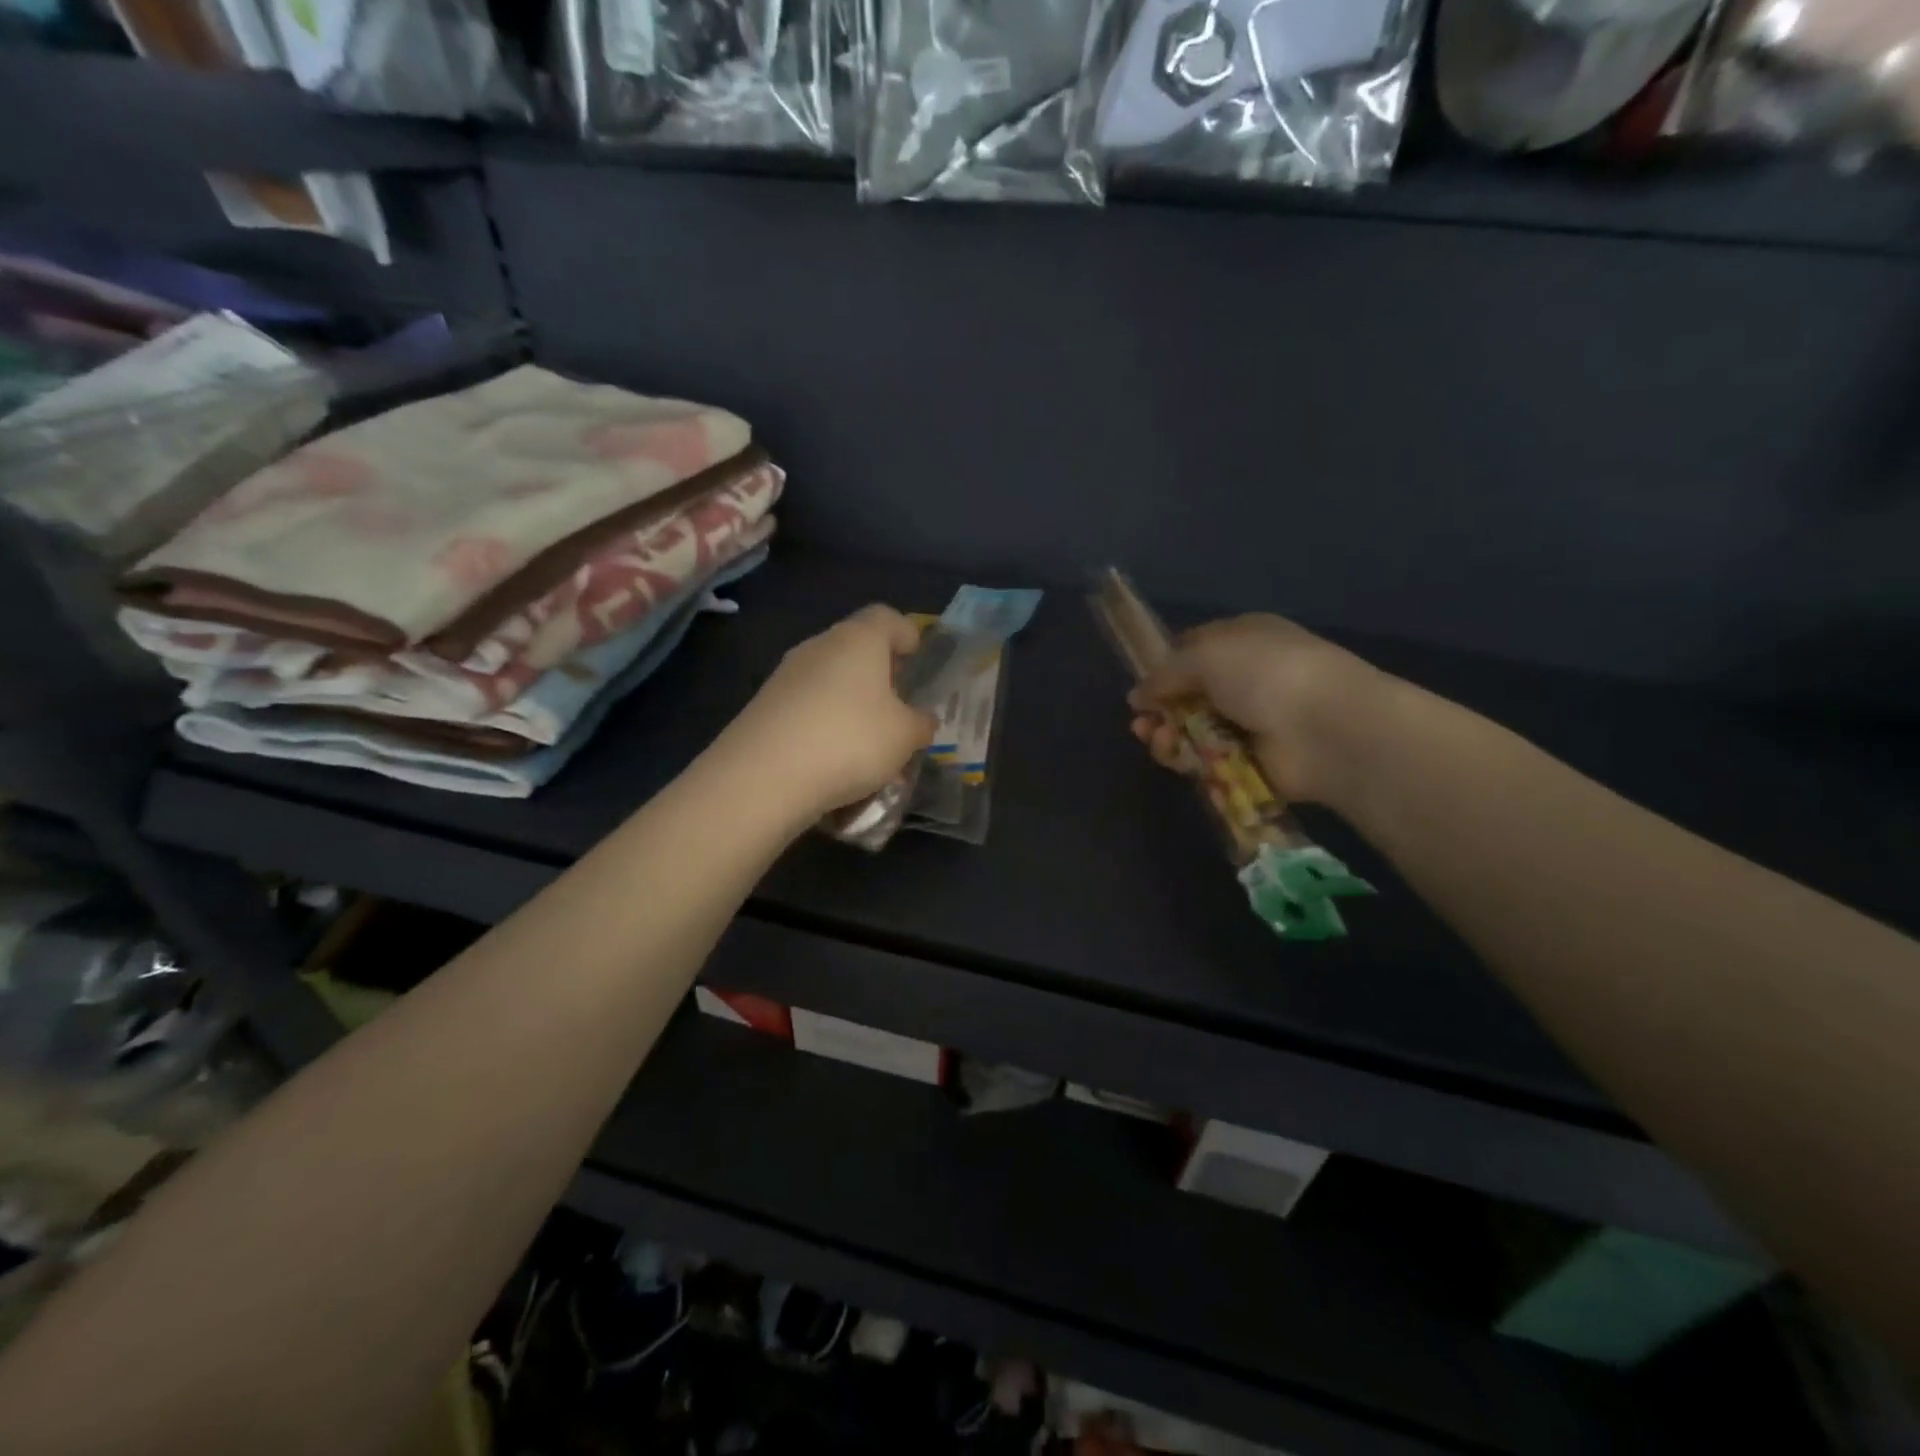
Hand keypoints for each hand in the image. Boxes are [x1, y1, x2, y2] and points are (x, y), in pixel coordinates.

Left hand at [719, 604, 937, 821]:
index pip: (887, 618)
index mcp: (858, 639)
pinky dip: (824, 724)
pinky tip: (833, 759)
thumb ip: (921, 724)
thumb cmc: (850, 741)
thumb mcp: (905, 737)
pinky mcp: (764, 706)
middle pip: (856, 648)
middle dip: (879, 675)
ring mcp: (786, 675)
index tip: (918, 661)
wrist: (763, 776)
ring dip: (851, 703)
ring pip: (830, 680)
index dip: (907, 634)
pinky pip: (807, 707)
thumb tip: (922, 719)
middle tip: (898, 708)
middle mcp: (819, 646)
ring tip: (868, 743)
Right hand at [1128, 614, 1382, 805]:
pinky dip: (1184, 759)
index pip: (1193, 649)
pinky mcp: (1247, 762)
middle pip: (1187, 695)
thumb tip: (1137, 695)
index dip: (1164, 666)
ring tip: (1156, 739)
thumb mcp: (1205, 656)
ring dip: (1166, 734)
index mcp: (1243, 640)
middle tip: (1142, 722)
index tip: (1142, 685)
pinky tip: (1174, 756)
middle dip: (1159, 708)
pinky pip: (1204, 760)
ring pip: (1190, 730)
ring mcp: (1248, 722)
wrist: (1325, 729)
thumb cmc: (1265, 674)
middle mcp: (1246, 679)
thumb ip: (1164, 673)